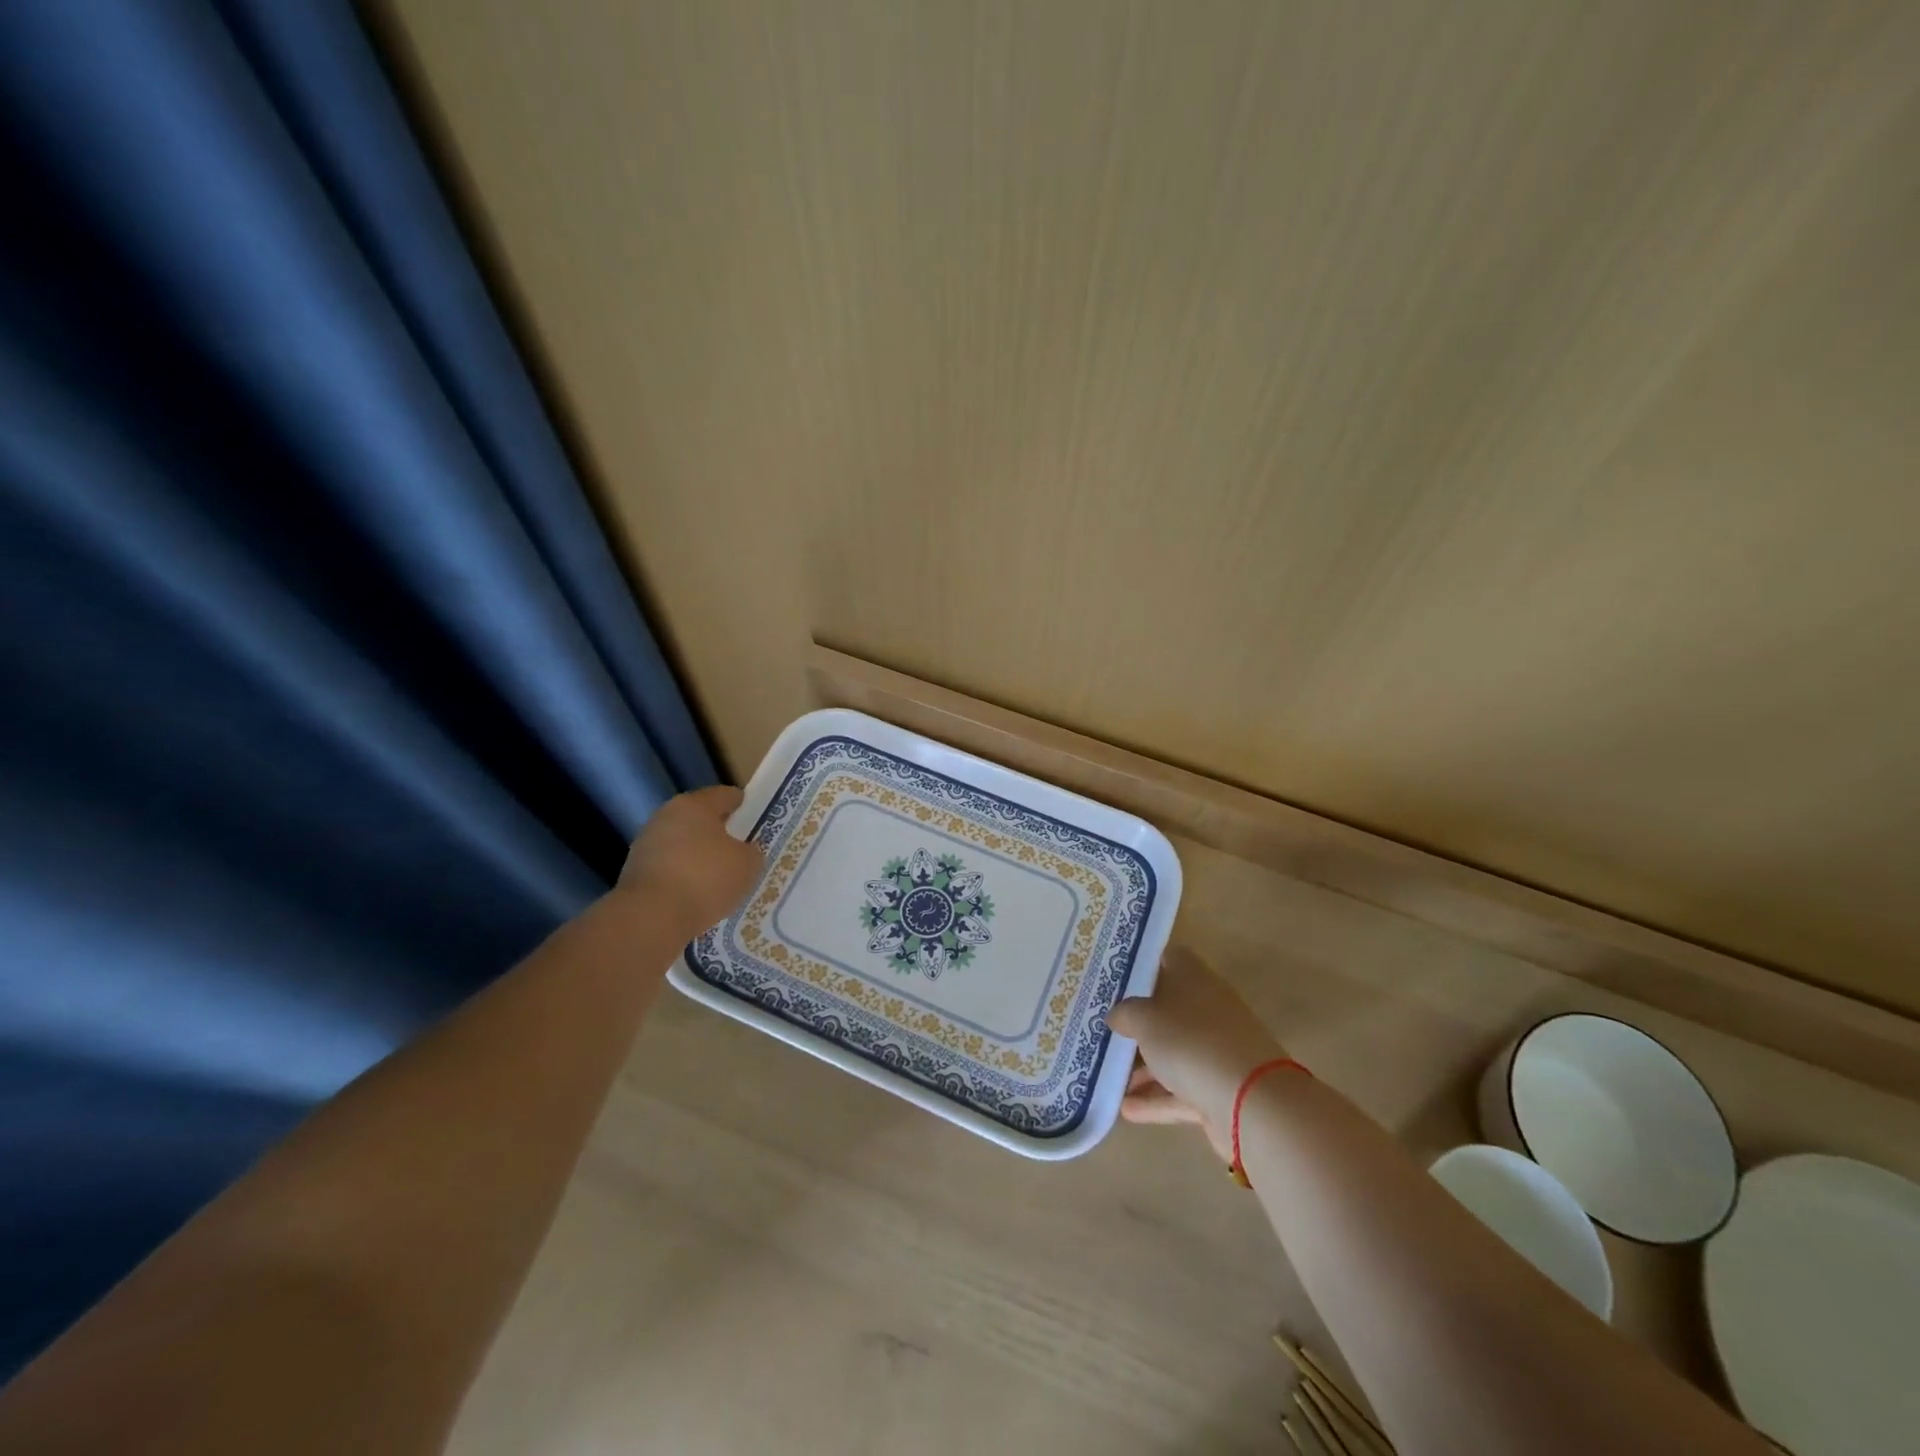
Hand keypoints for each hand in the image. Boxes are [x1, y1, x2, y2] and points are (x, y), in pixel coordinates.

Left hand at [616, 785, 764, 936]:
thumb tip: (745, 851)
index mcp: (695, 804)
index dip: (742, 804)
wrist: (651, 917)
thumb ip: (751, 852)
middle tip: (739, 847)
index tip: (754, 816)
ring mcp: (647, 843)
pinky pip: (669, 868)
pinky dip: (683, 876)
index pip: (725, 795)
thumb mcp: (748, 865)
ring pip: (682, 844)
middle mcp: (667, 816)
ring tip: (719, 875)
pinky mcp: (634, 872)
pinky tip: (697, 893)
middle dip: (718, 831)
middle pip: (699, 818)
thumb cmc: (706, 878)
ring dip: (698, 855)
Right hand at [1106, 946, 1288, 1160]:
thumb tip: (1116, 1014)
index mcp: (1195, 979)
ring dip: (1144, 1067)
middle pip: (1170, 1008)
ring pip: (1175, 1052)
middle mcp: (1209, 1009)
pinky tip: (1126, 1110)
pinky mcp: (1221, 1089)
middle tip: (1105, 1027)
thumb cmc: (1191, 1041)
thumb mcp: (1145, 1020)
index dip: (1145, 963)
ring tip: (1109, 1076)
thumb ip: (1125, 1013)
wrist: (1252, 1102)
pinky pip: (1182, 1090)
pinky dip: (1157, 1099)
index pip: (1170, 958)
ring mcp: (1217, 1051)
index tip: (1117, 976)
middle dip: (1139, 1021)